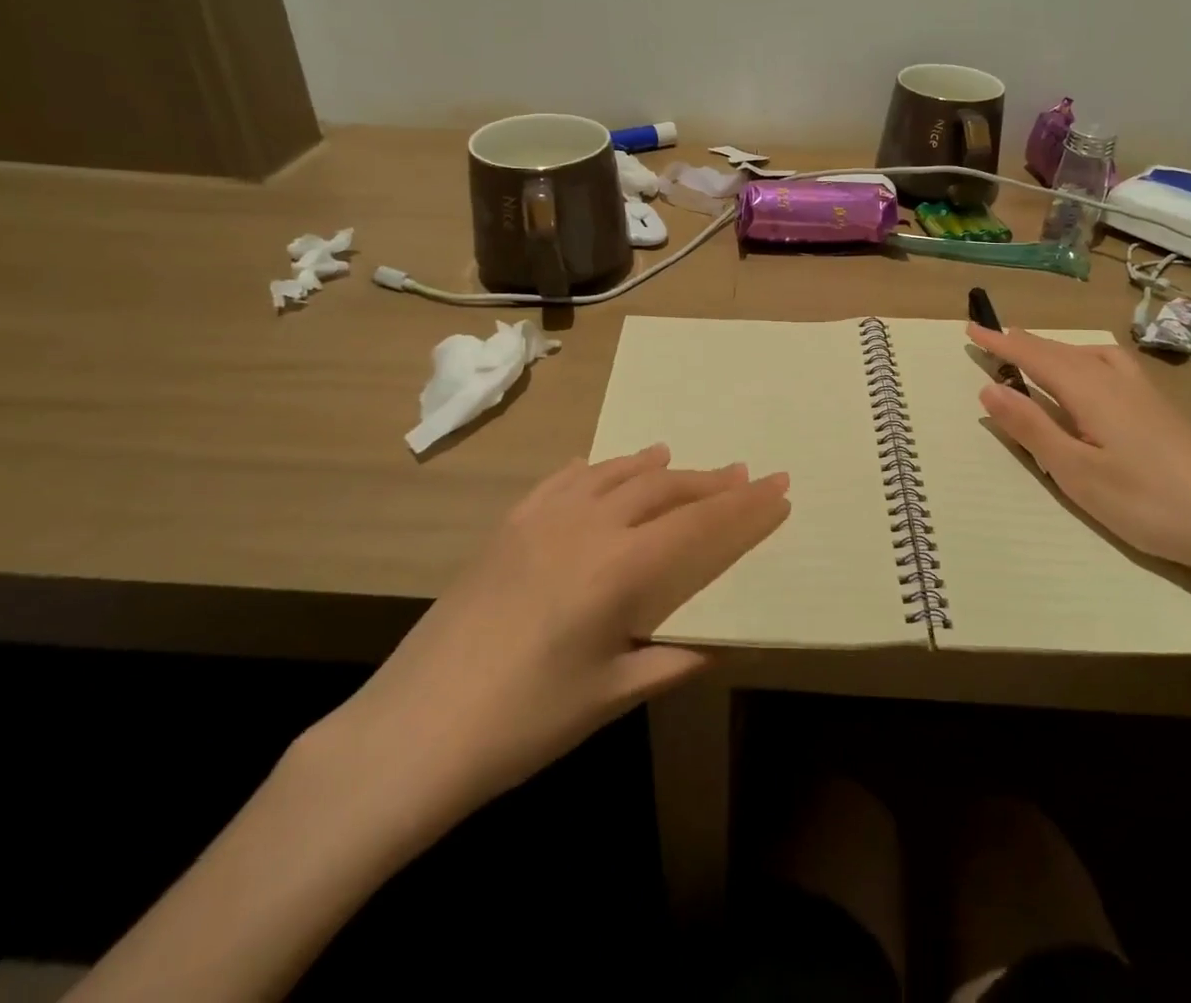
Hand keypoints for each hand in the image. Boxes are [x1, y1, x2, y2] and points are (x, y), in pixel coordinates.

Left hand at [302, 446, 789, 860]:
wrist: (411, 730)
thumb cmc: (521, 724)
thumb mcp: (607, 698)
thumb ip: (669, 661)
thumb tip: (716, 646)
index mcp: (619, 569)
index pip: (699, 524)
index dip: (744, 507)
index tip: (779, 486)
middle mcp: (587, 527)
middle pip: (663, 488)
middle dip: (710, 481)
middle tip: (745, 474)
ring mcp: (542, 519)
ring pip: (616, 474)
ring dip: (656, 467)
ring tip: (681, 460)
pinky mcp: (509, 526)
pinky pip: (565, 480)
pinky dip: (598, 469)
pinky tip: (606, 470)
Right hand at [968, 325, 1190, 583]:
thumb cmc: (1145, 501)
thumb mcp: (1075, 471)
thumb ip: (1031, 427)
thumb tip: (989, 388)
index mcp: (1089, 389)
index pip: (1034, 355)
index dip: (1000, 343)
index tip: (970, 329)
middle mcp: (1114, 378)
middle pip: (1060, 350)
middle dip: (1022, 342)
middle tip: (991, 339)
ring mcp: (1142, 390)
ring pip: (1087, 353)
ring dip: (1053, 349)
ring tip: (1033, 355)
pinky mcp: (1159, 406)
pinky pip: (1107, 364)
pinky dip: (1081, 358)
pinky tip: (1088, 378)